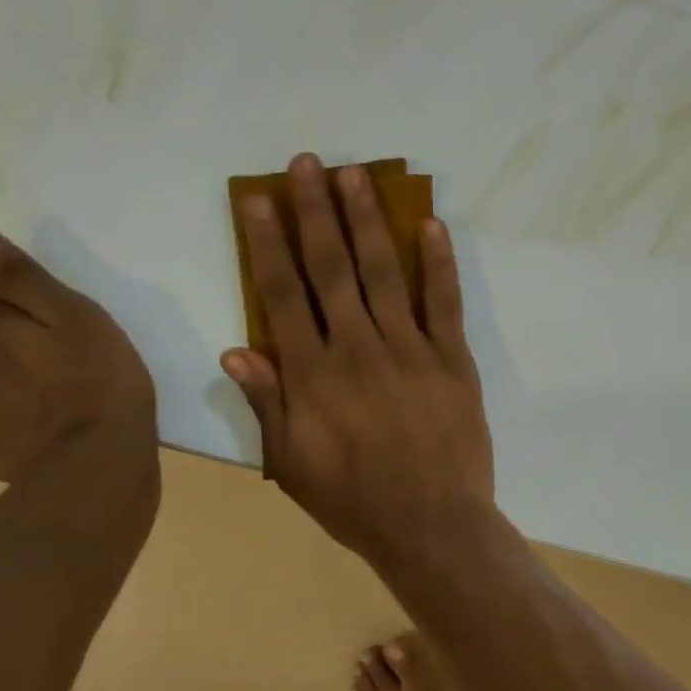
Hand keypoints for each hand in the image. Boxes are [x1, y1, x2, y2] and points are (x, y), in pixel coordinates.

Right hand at [221, 153, 495, 573]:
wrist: (433, 527)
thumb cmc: (356, 503)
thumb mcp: (293, 466)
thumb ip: (268, 405)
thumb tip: (236, 351)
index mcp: (314, 376)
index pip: (284, 296)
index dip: (268, 243)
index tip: (258, 198)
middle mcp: (359, 350)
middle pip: (332, 269)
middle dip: (317, 212)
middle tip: (307, 163)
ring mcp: (411, 351)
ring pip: (384, 273)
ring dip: (368, 220)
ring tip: (355, 175)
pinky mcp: (454, 362)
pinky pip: (445, 303)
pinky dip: (439, 263)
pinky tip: (430, 224)